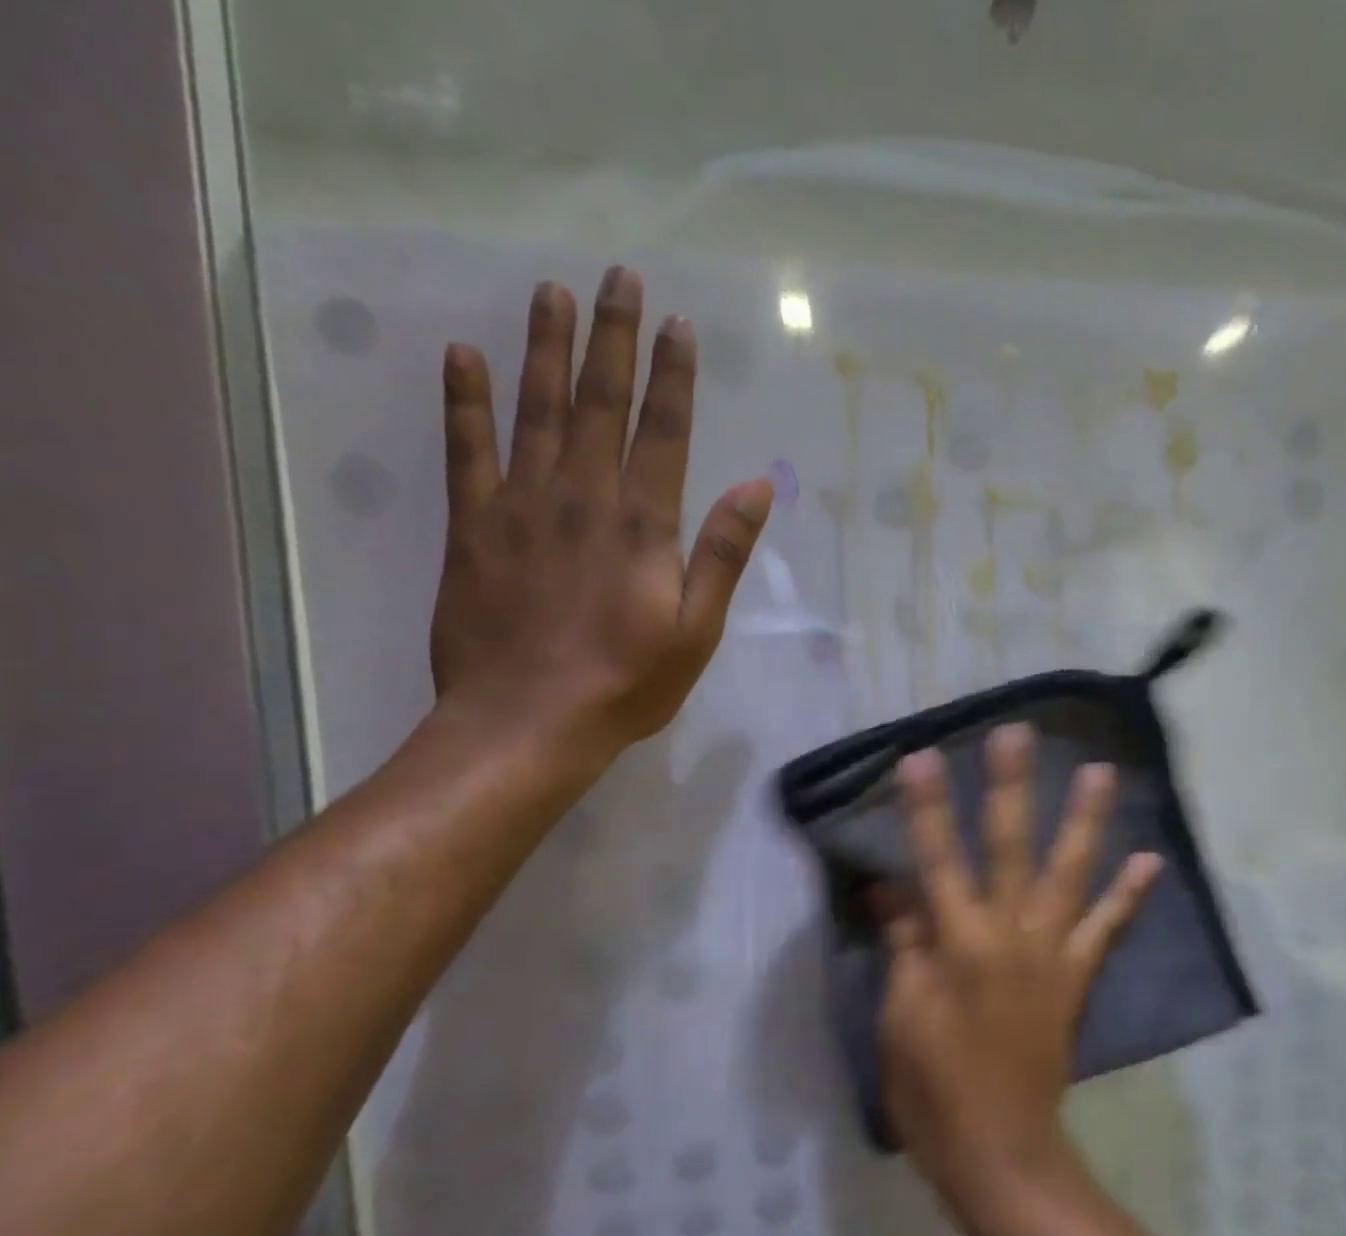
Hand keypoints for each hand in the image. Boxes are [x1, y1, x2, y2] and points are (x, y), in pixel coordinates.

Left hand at [429, 267, 772, 759]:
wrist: (527, 722)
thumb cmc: (627, 683)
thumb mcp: (697, 629)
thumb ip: (722, 554)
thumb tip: (757, 487)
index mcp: (642, 526)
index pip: (664, 432)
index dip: (673, 376)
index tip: (678, 324)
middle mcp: (583, 498)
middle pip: (600, 403)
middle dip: (613, 339)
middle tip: (619, 277)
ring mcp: (522, 507)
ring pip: (536, 411)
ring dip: (546, 348)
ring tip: (550, 292)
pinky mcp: (473, 527)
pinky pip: (466, 451)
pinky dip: (464, 402)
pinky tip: (464, 357)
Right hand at [880, 723, 1162, 1201]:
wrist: (999, 1150)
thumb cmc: (932, 1087)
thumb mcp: (900, 1015)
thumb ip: (904, 943)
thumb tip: (890, 888)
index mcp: (957, 942)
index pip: (935, 858)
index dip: (927, 806)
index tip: (923, 756)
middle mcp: (1009, 933)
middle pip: (1008, 846)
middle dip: (1010, 786)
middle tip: (1018, 734)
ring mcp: (1051, 952)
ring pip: (1069, 873)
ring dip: (1085, 820)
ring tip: (1101, 772)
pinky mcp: (1077, 976)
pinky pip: (1106, 929)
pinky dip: (1128, 895)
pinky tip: (1148, 859)